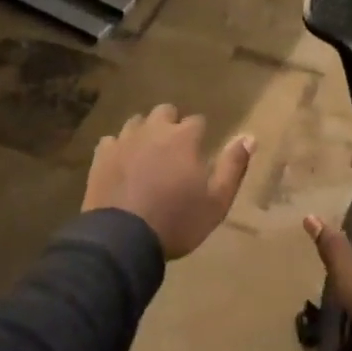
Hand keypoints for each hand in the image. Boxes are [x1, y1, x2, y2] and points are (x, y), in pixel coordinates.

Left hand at [84, 105, 253, 259]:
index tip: (200, 151)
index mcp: (184, 138)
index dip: (200, 135)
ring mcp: (124, 140)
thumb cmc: (177, 221)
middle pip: (165, 112)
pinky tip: (122, 165)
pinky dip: (119, 148)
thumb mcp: (217, 201)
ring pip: (137, 122)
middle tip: (175, 150)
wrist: (123, 239)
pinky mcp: (101, 155)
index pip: (197, 121)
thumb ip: (233, 167)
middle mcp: (153, 130)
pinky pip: (112, 141)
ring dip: (145, 132)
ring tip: (148, 155)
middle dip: (172, 124)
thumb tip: (250, 137)